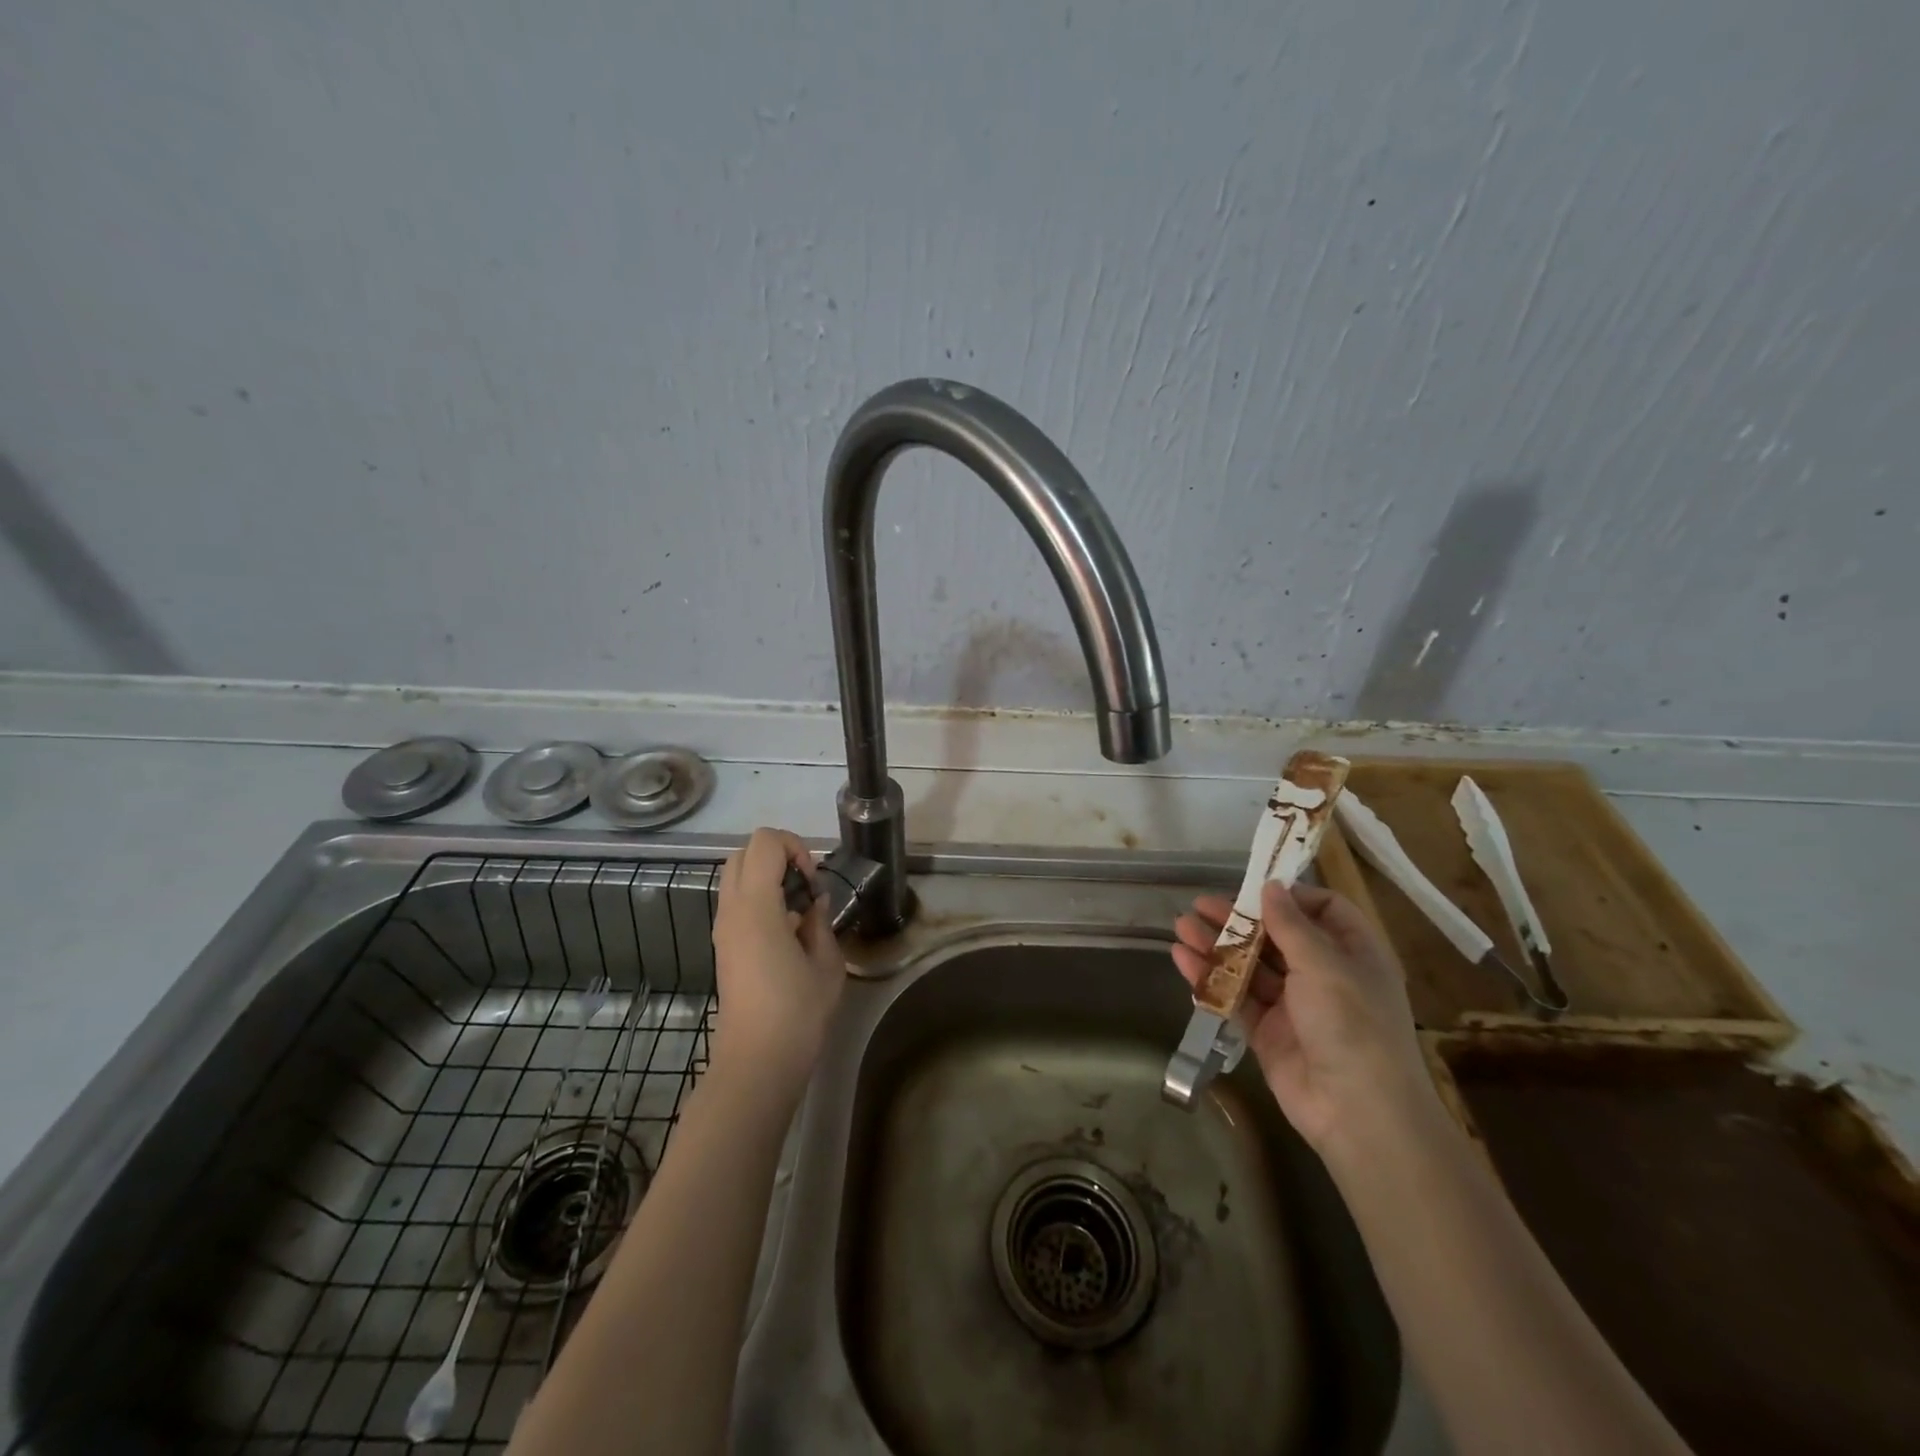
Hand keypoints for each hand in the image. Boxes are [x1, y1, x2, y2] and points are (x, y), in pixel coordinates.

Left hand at [710, 828, 845, 1088]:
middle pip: (744, 852)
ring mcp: (722, 928)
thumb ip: (820, 921)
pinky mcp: (723, 945)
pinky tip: (786, 931)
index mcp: (757, 906)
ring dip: (767, 877)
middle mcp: (732, 909)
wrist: (758, 1060)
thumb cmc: (798, 1011)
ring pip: (736, 876)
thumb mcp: (826, 962)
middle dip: (778, 855)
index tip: (813, 880)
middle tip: (805, 885)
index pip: (765, 842)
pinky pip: (737, 902)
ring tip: (798, 908)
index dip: (795, 847)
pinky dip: (760, 898)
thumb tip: (813, 902)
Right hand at [1172, 882, 1433, 1154]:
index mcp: (1353, 953)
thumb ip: (1291, 925)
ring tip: (1180, 927)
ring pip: (1250, 965)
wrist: (1358, 1114)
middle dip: (1238, 919)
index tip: (1253, 888)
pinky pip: (1236, 998)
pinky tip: (1182, 960)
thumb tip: (1271, 886)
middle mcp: (1324, 975)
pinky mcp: (1268, 1032)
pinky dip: (1210, 978)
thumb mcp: (1325, 965)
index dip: (1290, 897)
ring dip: (1216, 945)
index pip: (1324, 910)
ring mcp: (1294, 1006)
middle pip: (1277, 936)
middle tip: (1198, 905)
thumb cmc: (1352, 1025)